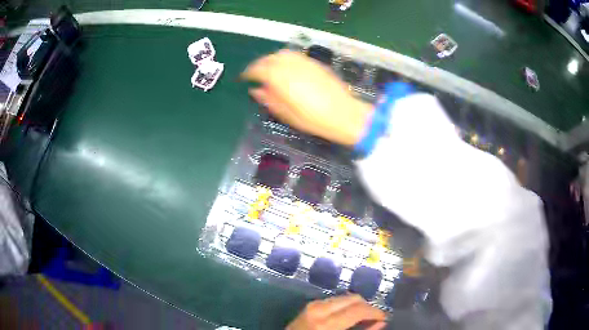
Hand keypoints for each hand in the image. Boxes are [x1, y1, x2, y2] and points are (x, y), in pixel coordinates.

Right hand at [242, 50, 371, 145]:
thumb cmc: (313, 119)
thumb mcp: (286, 114)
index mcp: (281, 78)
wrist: (344, 114)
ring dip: (272, 59)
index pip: (258, 69)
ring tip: (270, 70)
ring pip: (282, 54)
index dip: (249, 73)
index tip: (244, 78)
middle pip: (269, 58)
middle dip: (259, 65)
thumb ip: (269, 99)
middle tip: (255, 74)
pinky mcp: (315, 63)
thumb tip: (256, 90)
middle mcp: (291, 65)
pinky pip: (295, 56)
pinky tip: (287, 69)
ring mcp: (305, 62)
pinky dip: (285, 59)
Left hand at [286, 294, 386, 329]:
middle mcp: (320, 308)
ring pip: (345, 297)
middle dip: (367, 307)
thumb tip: (381, 322)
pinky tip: (347, 317)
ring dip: (357, 306)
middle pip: (354, 298)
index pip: (359, 309)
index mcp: (326, 322)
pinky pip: (335, 300)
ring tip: (361, 319)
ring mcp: (313, 304)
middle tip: (374, 319)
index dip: (376, 312)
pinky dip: (346, 306)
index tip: (385, 318)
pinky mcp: (310, 304)